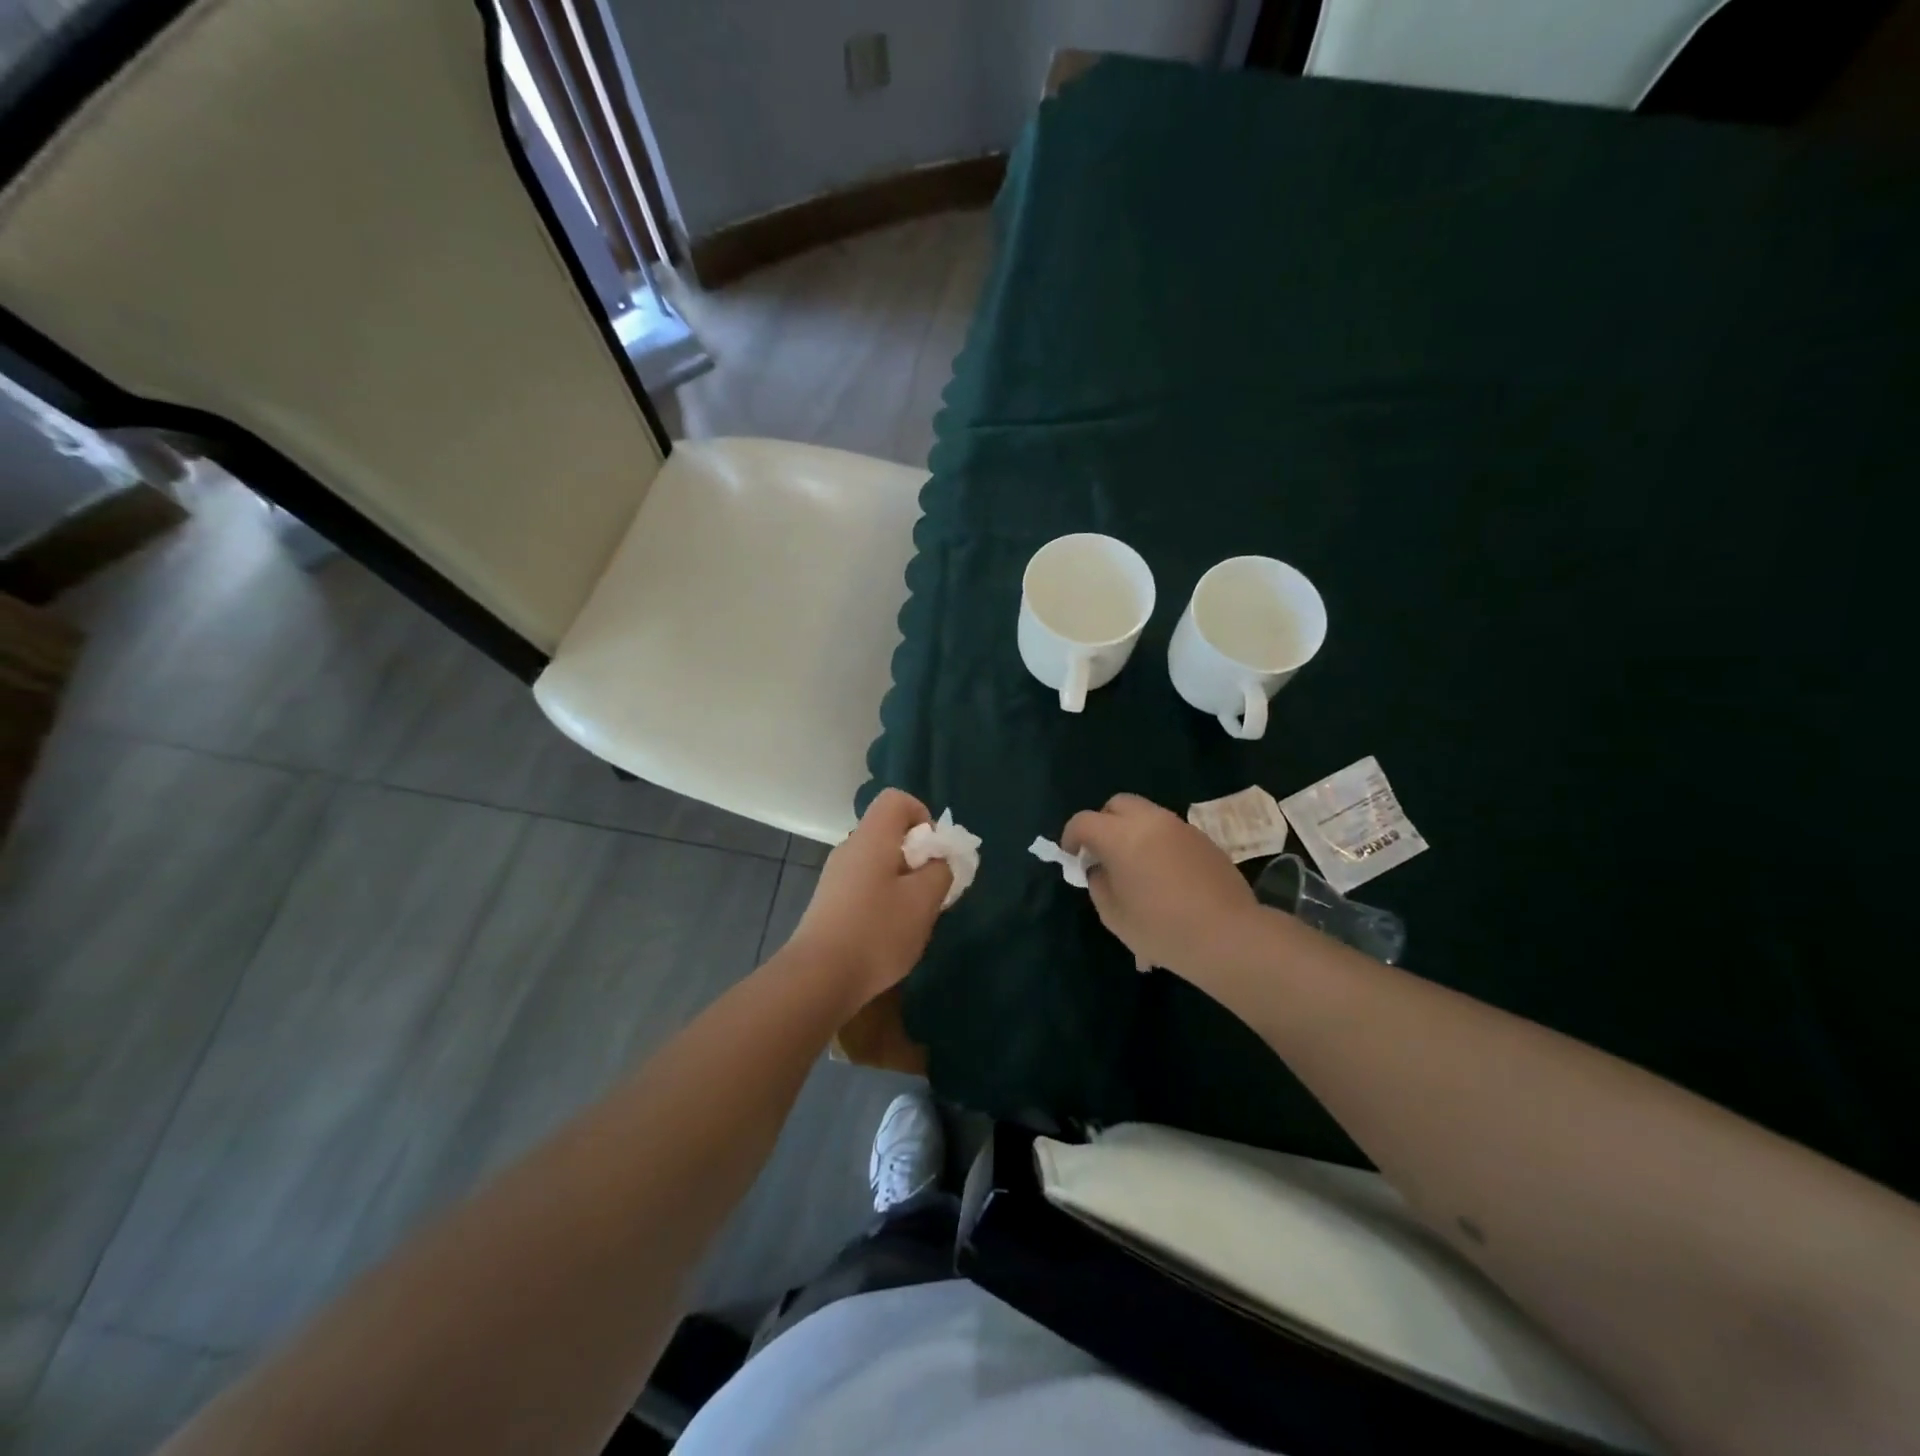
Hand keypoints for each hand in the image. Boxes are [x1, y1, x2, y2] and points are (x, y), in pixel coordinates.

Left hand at [791, 789, 952, 1008]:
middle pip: (890, 832)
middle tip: (932, 891)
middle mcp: (850, 848)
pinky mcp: (830, 902)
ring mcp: (836, 876)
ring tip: (914, 917)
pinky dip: (885, 899)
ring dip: (904, 882)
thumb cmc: (877, 931)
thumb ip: (941, 871)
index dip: (923, 817)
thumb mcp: (924, 900)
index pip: (897, 800)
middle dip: (918, 856)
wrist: (818, 978)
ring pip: (880, 862)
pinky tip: (889, 933)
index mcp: (872, 837)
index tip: (935, 854)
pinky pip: (866, 885)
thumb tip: (940, 860)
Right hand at [1062, 793, 1261, 981]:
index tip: (1073, 856)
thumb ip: (1099, 883)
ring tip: (1135, 865)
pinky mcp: (1203, 839)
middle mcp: (1150, 821)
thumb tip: (1100, 868)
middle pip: (1117, 804)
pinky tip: (1164, 875)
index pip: (1084, 821)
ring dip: (1132, 831)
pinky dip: (1157, 842)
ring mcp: (1180, 827)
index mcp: (1121, 836)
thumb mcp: (1114, 914)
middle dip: (1104, 822)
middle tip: (1103, 853)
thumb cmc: (1162, 928)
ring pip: (1146, 815)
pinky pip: (1169, 831)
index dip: (1071, 836)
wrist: (1228, 936)